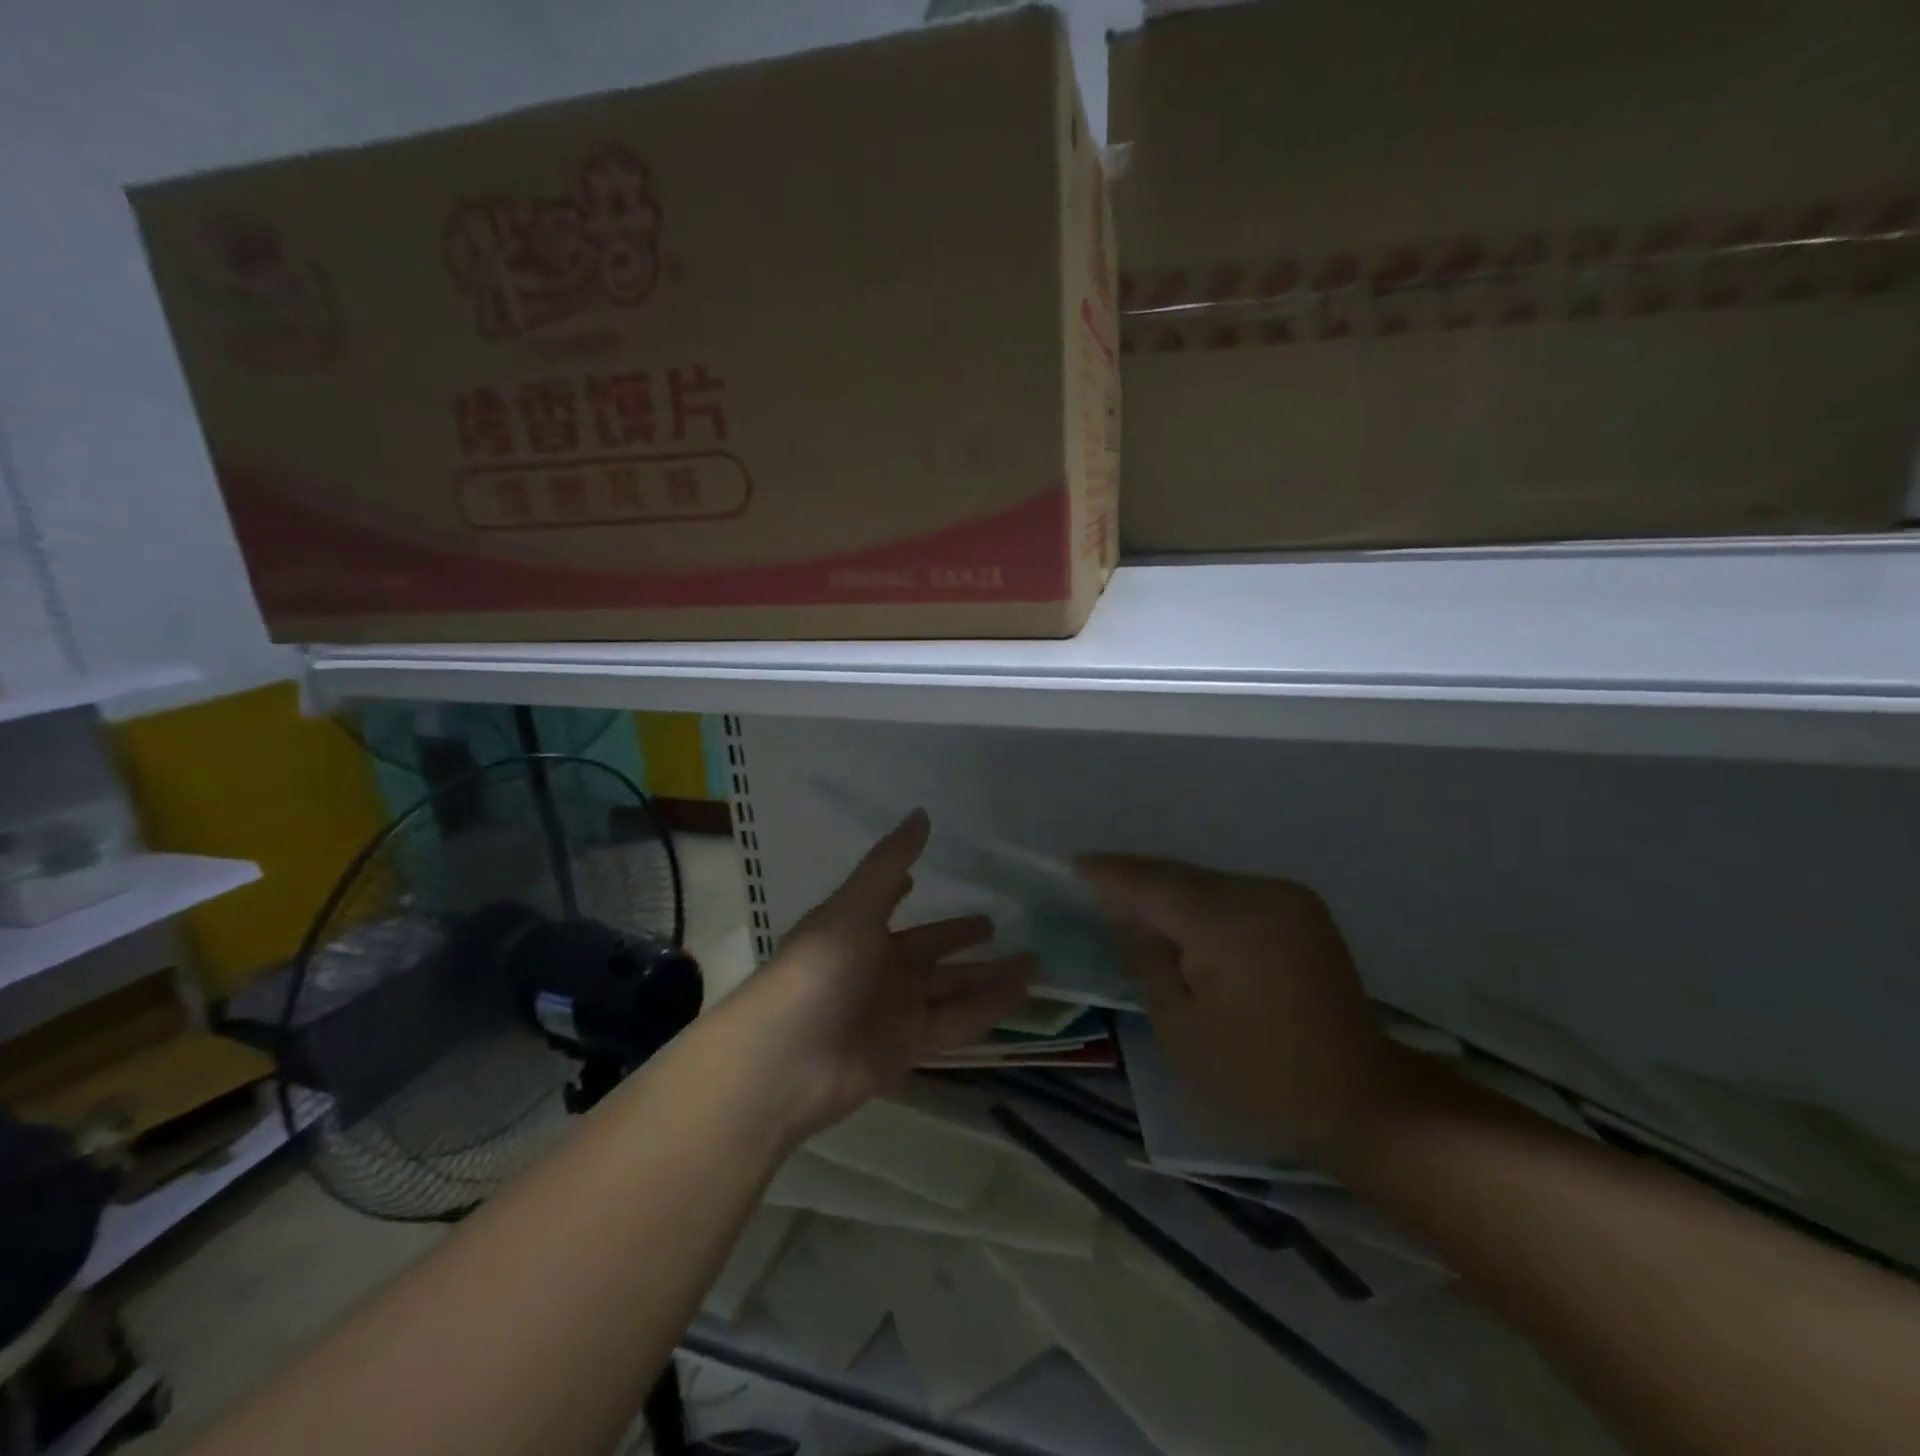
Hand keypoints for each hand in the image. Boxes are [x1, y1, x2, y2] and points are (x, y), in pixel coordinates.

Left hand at [725, 810, 1033, 1141]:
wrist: (784, 1062)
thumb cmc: (815, 970)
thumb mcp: (852, 908)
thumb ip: (889, 864)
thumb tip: (922, 813)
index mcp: (860, 928)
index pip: (891, 901)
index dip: (908, 888)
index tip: (932, 874)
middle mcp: (879, 966)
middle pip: (932, 949)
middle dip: (963, 938)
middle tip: (1001, 923)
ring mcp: (894, 1009)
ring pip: (953, 987)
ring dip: (990, 976)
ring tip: (1036, 962)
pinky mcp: (908, 1047)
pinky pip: (957, 1022)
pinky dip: (988, 1009)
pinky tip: (1022, 995)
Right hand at [1077, 855, 1399, 1166]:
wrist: (1363, 1097)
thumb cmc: (1260, 1079)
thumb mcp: (1181, 1030)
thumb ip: (1146, 960)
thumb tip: (1125, 915)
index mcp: (1229, 924)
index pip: (1153, 884)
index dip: (1110, 874)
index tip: (1072, 866)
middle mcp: (1261, 893)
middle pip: (1179, 876)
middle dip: (1136, 882)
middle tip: (1093, 888)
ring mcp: (1287, 896)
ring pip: (1205, 881)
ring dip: (1168, 893)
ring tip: (1132, 911)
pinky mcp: (1301, 907)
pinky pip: (1231, 893)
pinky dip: (1199, 902)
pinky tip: (1181, 922)